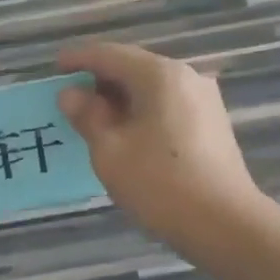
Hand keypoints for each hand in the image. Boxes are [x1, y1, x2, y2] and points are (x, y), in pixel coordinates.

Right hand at [57, 43, 267, 268]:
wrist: (225, 225)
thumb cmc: (160, 184)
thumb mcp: (110, 150)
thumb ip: (87, 116)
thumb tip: (71, 94)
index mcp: (159, 75)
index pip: (109, 54)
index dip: (79, 59)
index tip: (55, 68)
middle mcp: (186, 76)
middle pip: (133, 67)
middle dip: (99, 80)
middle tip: (70, 98)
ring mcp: (203, 99)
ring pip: (151, 87)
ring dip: (120, 97)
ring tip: (94, 118)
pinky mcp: (211, 123)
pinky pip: (167, 104)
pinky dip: (141, 110)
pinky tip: (126, 132)